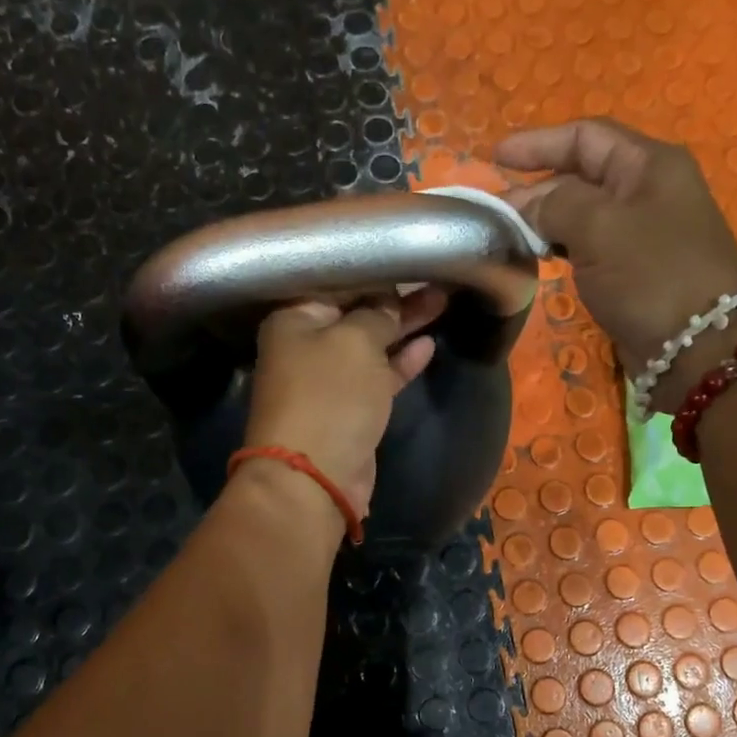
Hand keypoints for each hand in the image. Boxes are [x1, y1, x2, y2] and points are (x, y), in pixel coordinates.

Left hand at [241, 288, 445, 521]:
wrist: (316, 478)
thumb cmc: (330, 397)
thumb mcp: (356, 341)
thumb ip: (377, 315)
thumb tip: (388, 304)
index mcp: (294, 319)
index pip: (336, 281)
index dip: (374, 271)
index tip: (408, 258)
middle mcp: (306, 346)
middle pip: (355, 313)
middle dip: (394, 299)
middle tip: (436, 279)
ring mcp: (328, 380)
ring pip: (370, 345)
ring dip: (403, 328)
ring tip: (442, 302)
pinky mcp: (349, 409)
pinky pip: (378, 376)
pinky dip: (400, 363)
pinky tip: (428, 344)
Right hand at [496, 118, 736, 403]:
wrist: (698, 345)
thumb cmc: (651, 275)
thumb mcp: (599, 228)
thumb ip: (555, 205)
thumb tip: (526, 205)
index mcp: (648, 165)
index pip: (586, 137)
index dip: (538, 143)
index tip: (495, 158)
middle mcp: (647, 191)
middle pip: (582, 175)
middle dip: (536, 188)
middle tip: (494, 212)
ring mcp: (642, 232)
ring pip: (582, 214)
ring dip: (544, 221)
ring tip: (508, 234)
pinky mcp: (634, 270)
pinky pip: (589, 246)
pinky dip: (560, 247)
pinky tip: (537, 258)